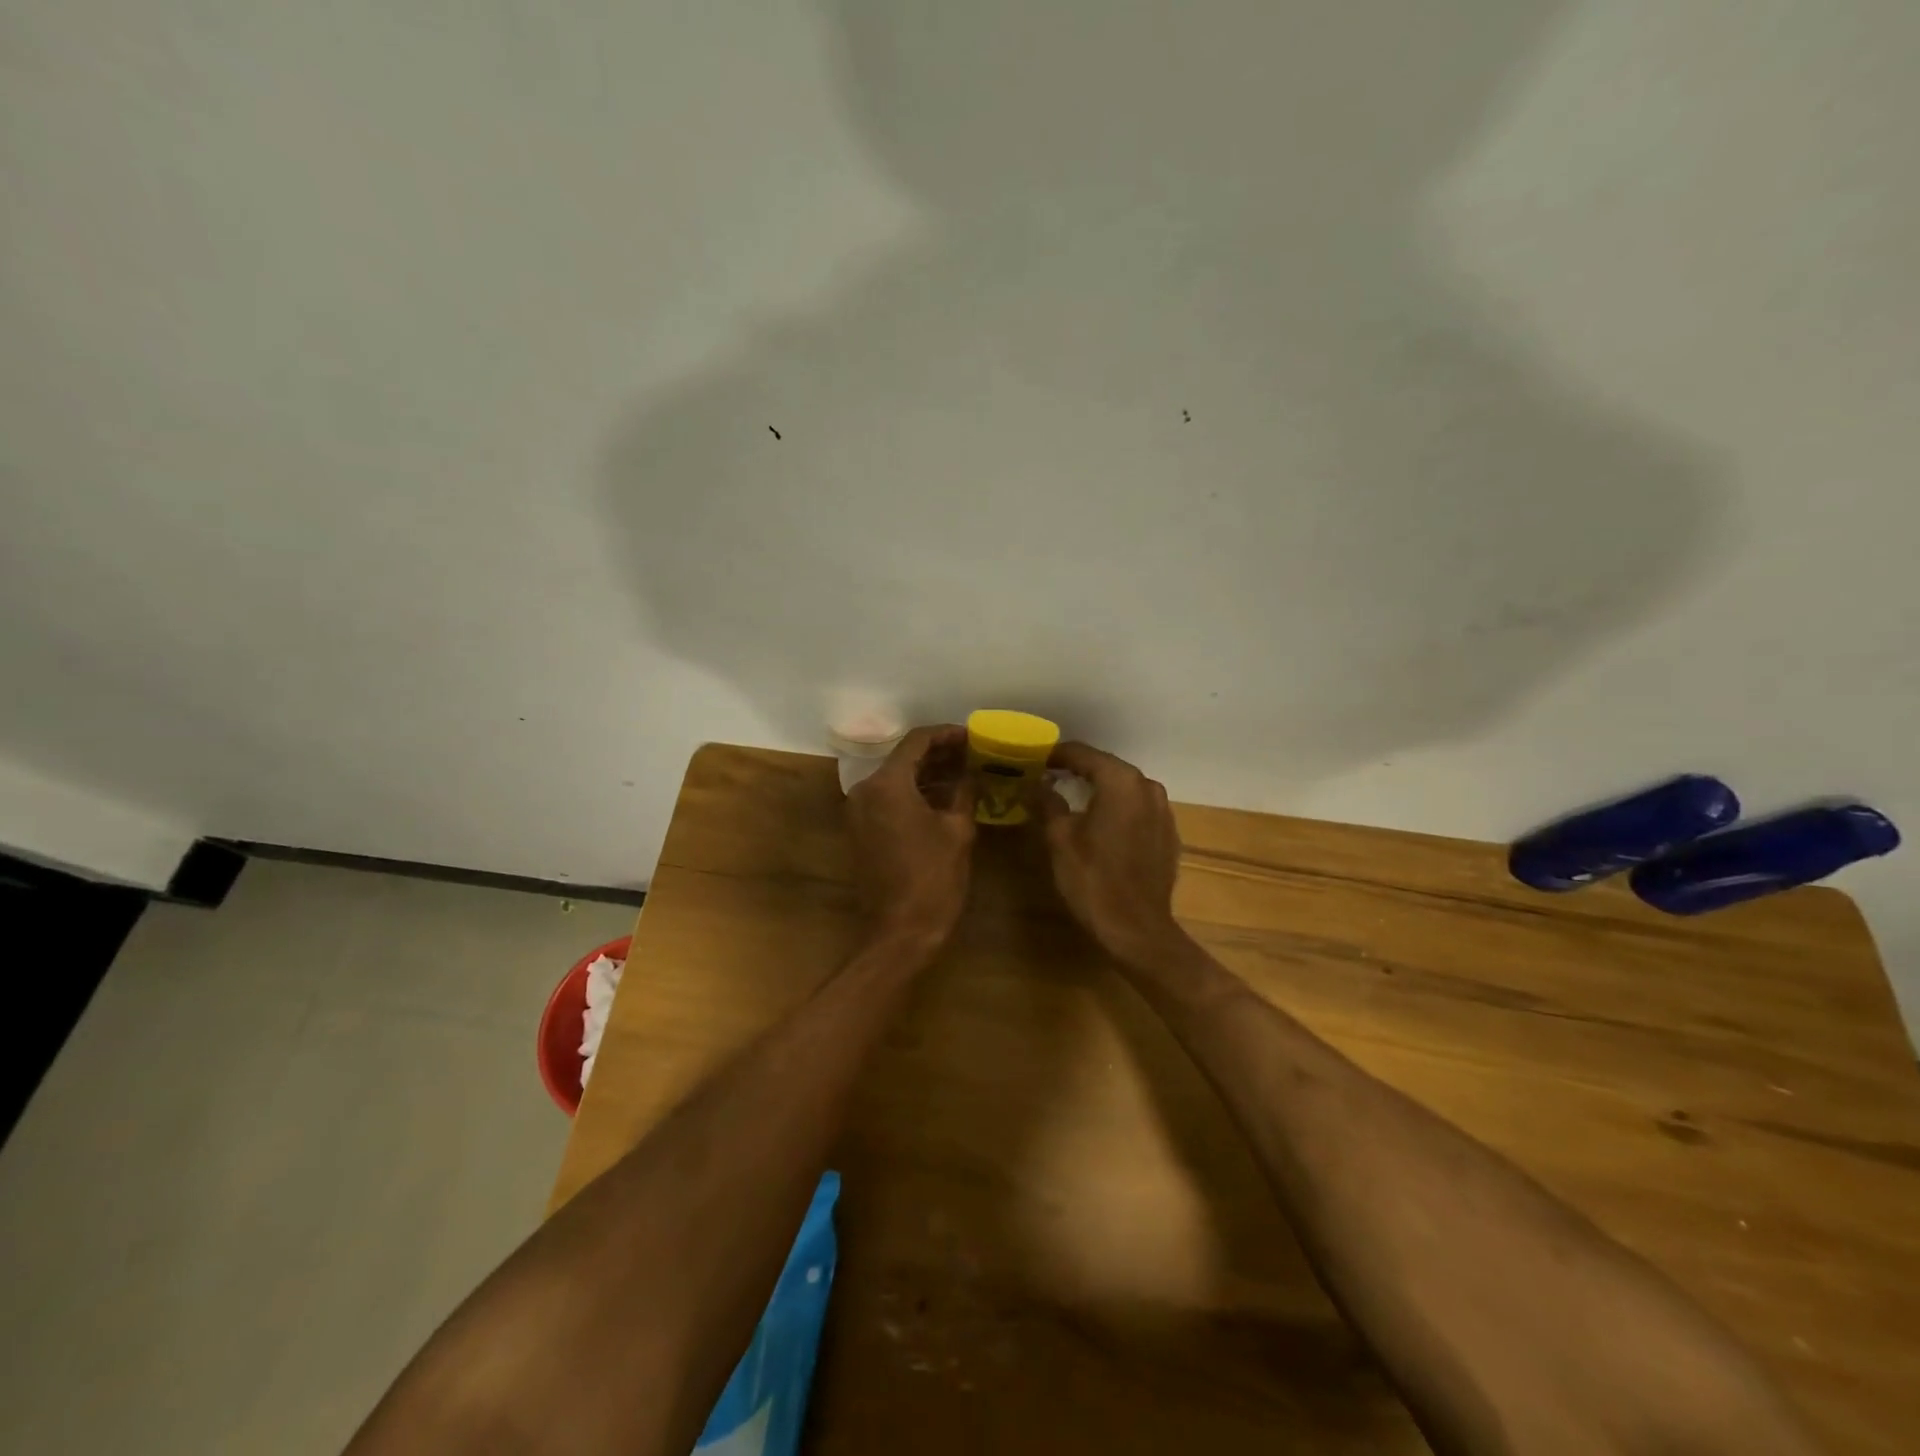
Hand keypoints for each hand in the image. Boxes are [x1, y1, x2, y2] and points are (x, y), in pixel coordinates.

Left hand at [846, 725, 977, 946]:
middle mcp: (865, 791)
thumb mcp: (958, 830)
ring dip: (927, 774)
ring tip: (964, 772)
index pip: (917, 742)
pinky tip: (943, 797)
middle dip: (939, 754)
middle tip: (972, 753)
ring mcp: (859, 812)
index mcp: (887, 784)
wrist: (900, 932)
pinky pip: (888, 799)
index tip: (972, 736)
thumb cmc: (933, 879)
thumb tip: (972, 774)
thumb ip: (964, 792)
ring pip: (896, 779)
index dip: (947, 735)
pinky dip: (914, 793)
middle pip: (904, 758)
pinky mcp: (861, 831)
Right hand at [1031, 743, 1184, 965]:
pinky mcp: (1169, 834)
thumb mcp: (1060, 839)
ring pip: (1125, 789)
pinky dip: (1118, 809)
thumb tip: (1038, 785)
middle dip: (1078, 770)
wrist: (1137, 930)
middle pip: (1107, 768)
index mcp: (1121, 782)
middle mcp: (1148, 788)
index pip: (1084, 754)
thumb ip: (1048, 803)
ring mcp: (1163, 811)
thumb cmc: (1093, 880)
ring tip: (1072, 798)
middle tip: (1049, 776)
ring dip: (1100, 789)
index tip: (1035, 759)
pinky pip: (1138, 810)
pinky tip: (1101, 824)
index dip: (1057, 755)